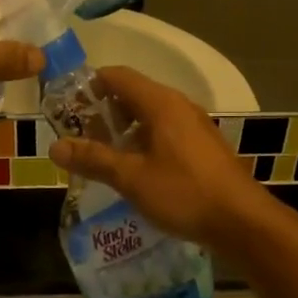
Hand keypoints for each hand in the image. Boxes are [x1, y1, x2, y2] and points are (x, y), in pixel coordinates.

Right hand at [48, 67, 271, 252]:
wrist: (242, 221)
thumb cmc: (184, 193)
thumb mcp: (132, 178)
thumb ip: (94, 159)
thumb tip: (55, 146)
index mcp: (161, 103)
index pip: (118, 76)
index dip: (89, 85)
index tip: (66, 106)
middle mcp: (179, 106)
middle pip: (133, 94)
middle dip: (103, 112)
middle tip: (79, 136)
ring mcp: (195, 126)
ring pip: (150, 116)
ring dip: (123, 130)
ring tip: (102, 156)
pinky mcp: (203, 147)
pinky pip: (165, 132)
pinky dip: (144, 142)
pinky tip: (134, 170)